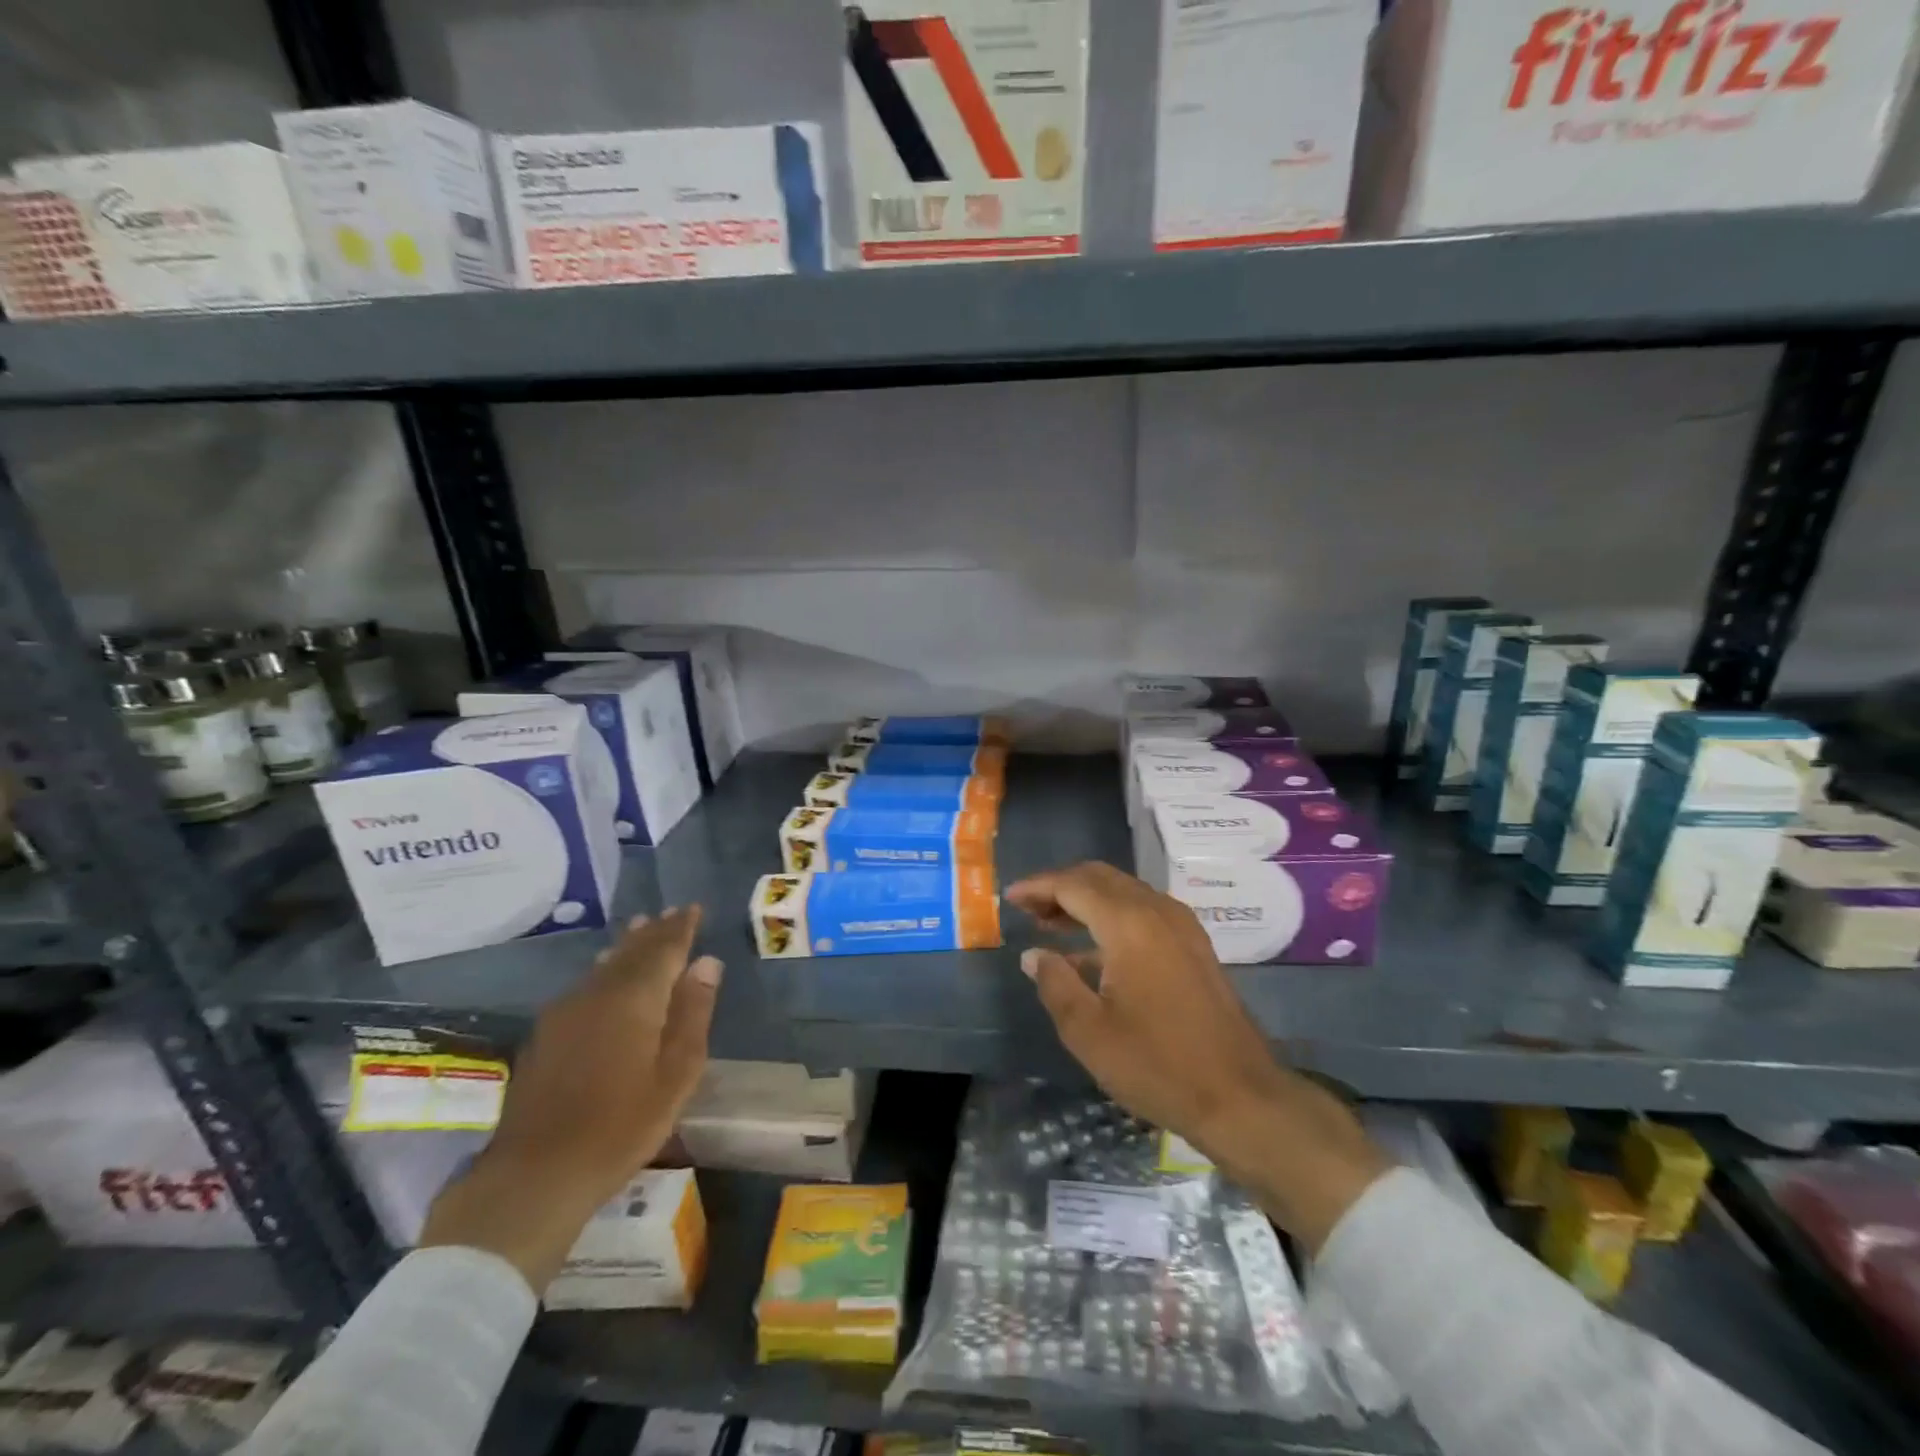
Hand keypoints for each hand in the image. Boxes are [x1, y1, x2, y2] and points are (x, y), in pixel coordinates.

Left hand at [420, 907, 722, 1291]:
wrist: (536, 1173)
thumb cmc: (622, 1124)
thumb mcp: (676, 1073)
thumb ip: (693, 1013)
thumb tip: (707, 963)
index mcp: (635, 997)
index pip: (664, 948)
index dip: (681, 927)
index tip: (694, 908)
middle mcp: (598, 992)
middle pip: (632, 951)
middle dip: (655, 931)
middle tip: (672, 912)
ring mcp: (566, 1011)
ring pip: (605, 965)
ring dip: (628, 946)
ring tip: (641, 928)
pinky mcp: (547, 1033)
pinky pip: (586, 984)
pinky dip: (606, 969)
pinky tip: (606, 973)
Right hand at [1007, 863, 1387, 1250]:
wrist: (1241, 1097)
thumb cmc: (1158, 1065)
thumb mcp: (1089, 1032)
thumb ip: (1055, 984)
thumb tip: (1035, 955)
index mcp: (1130, 924)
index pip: (1074, 884)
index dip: (1038, 887)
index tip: (1010, 898)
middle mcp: (1157, 911)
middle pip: (1100, 878)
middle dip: (1061, 887)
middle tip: (1028, 910)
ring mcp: (1181, 926)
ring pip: (1123, 892)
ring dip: (1086, 900)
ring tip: (1050, 925)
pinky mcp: (1194, 945)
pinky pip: (1143, 912)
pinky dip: (1111, 916)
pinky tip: (1091, 950)